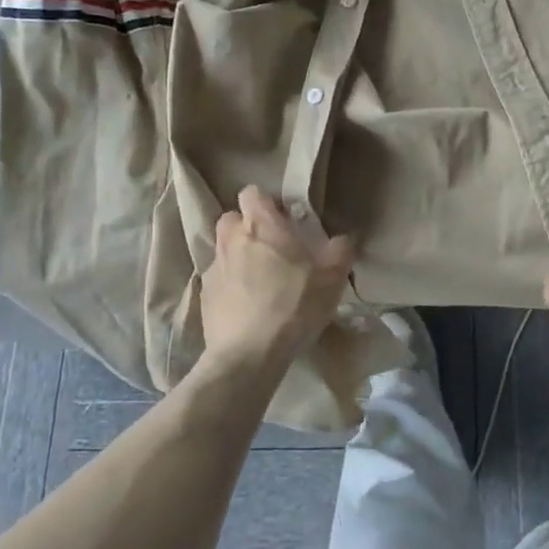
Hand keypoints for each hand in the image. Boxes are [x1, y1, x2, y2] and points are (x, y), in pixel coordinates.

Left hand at [200, 186, 354, 372]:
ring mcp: (214, 268)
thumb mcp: (332, 279)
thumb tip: (344, 238)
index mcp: (261, 226)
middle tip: (272, 248)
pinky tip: (247, 306)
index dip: (267, 202)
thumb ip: (340, 251)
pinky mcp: (204, 296)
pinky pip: (218, 279)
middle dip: (248, 227)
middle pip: (232, 218)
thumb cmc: (293, 306)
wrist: (248, 356)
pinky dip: (230, 285)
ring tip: (260, 280)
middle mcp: (232, 239)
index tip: (284, 219)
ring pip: (224, 249)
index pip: (252, 193)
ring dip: (238, 256)